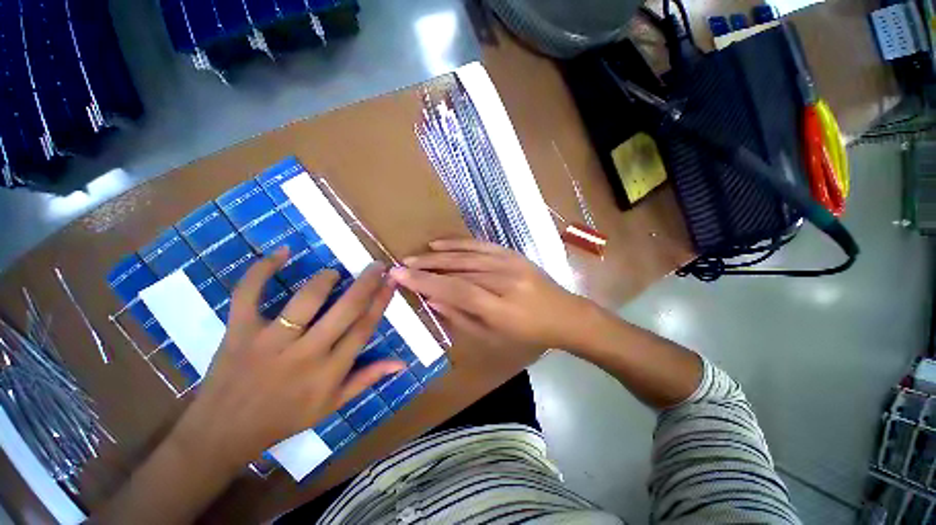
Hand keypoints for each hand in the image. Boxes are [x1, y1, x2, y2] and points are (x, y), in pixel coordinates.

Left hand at [171, 249, 403, 471]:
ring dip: (326, 279)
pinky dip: (264, 269)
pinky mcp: (239, 331)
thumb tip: (402, 363)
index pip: (364, 328)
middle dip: (366, 283)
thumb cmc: (284, 419)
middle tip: (377, 265)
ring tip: (334, 273)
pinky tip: (282, 252)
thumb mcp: (332, 406)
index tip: (391, 282)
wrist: (222, 433)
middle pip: (345, 309)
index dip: (381, 301)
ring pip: (306, 299)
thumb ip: (367, 379)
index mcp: (330, 371)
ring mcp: (270, 341)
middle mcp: (306, 353)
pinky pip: (249, 293)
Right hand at [389, 239, 593, 351]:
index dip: (426, 282)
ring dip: (438, 255)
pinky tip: (439, 243)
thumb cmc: (528, 334)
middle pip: (459, 270)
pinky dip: (458, 243)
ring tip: (415, 255)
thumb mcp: (494, 337)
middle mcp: (504, 281)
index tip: (400, 276)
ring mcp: (510, 263)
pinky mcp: (512, 253)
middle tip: (401, 265)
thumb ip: (461, 318)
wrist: (565, 314)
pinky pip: (481, 244)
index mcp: (500, 308)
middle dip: (426, 267)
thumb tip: (432, 301)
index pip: (456, 290)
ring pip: (466, 255)